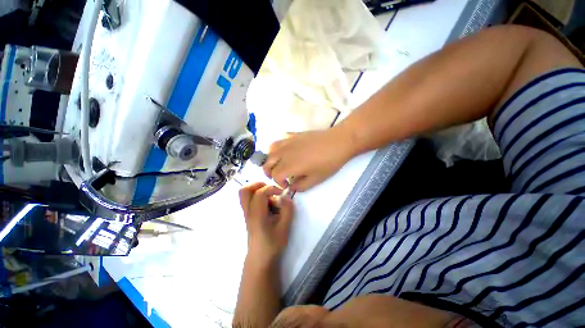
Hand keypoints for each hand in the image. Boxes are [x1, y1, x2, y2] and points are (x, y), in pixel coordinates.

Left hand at [239, 182, 293, 261]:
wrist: (260, 259)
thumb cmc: (272, 244)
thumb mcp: (284, 227)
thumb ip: (287, 210)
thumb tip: (286, 196)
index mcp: (256, 214)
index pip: (260, 193)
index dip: (272, 188)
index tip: (282, 193)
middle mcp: (248, 211)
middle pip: (244, 190)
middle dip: (258, 184)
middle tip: (271, 189)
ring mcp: (247, 213)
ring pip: (245, 194)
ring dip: (258, 190)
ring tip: (271, 199)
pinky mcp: (249, 215)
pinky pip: (250, 200)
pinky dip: (258, 197)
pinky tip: (269, 206)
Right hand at [263, 127, 354, 190]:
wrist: (338, 142)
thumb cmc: (328, 162)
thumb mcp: (316, 179)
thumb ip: (301, 186)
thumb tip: (292, 186)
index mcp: (289, 165)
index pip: (275, 175)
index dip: (279, 182)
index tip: (287, 185)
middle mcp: (284, 153)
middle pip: (267, 162)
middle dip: (269, 172)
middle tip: (277, 177)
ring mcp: (287, 142)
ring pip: (270, 149)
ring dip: (270, 158)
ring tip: (276, 163)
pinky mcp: (293, 135)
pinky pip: (280, 140)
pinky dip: (278, 147)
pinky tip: (285, 150)